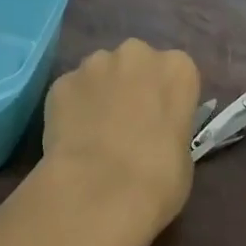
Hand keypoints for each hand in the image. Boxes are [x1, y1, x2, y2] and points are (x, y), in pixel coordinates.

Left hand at [40, 38, 201, 245]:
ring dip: (99, 94)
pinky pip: (71, 91)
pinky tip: (71, 140)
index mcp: (177, 68)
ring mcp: (95, 64)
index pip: (176, 73)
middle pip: (136, 63)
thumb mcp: (184, 154)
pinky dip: (70, 109)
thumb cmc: (159, 178)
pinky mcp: (62, 81)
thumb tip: (154, 134)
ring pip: (99, 72)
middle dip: (131, 86)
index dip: (165, 98)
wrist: (101, 191)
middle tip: (126, 123)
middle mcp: (137, 54)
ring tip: (94, 133)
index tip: (160, 121)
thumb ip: (170, 129)